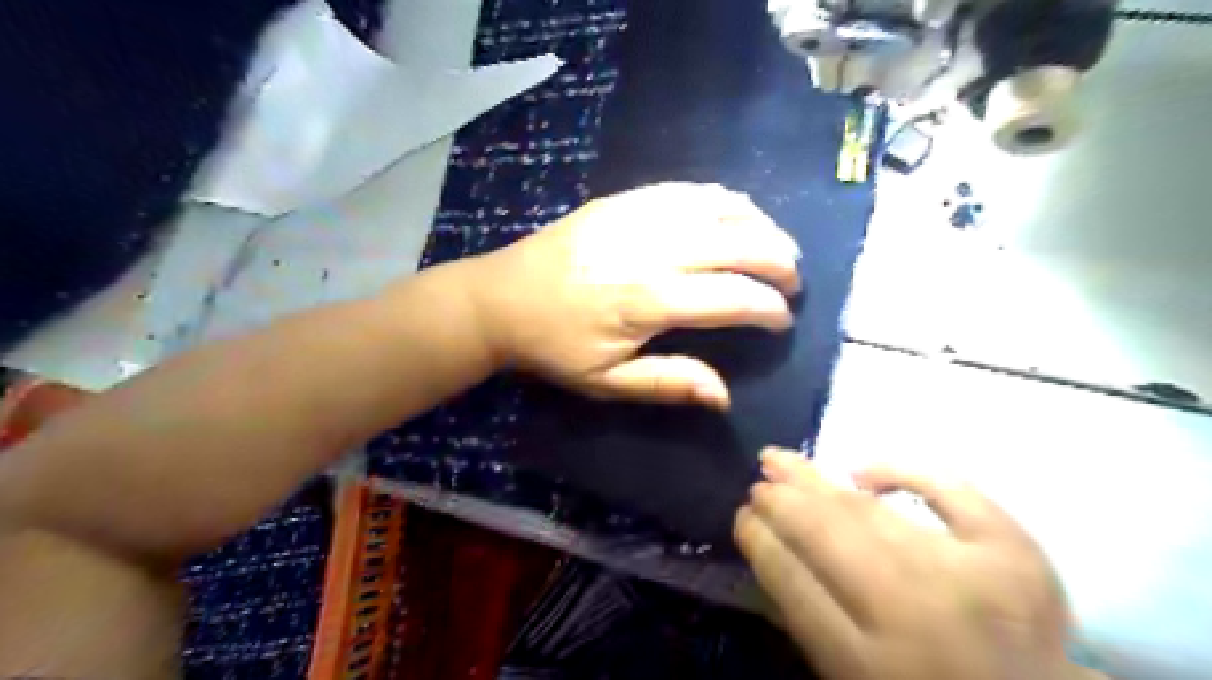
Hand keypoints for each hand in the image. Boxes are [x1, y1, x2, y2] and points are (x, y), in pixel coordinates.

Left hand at [472, 181, 802, 408]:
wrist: (499, 299)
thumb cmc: (553, 347)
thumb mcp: (606, 382)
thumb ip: (668, 384)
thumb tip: (724, 396)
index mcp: (647, 301)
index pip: (730, 297)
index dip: (767, 308)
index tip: (782, 320)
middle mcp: (649, 250)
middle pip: (735, 243)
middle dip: (777, 260)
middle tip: (793, 279)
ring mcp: (635, 217)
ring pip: (717, 210)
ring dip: (759, 225)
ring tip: (779, 244)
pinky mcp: (621, 201)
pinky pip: (684, 190)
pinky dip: (721, 199)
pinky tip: (739, 210)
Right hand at [727, 450, 1099, 679]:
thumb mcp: (852, 678)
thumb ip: (808, 623)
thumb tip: (767, 550)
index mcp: (869, 666)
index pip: (792, 582)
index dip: (759, 540)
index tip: (742, 516)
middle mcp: (916, 615)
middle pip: (825, 537)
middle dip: (780, 503)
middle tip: (757, 484)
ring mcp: (972, 577)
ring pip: (870, 512)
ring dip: (816, 480)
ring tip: (781, 460)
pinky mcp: (1016, 553)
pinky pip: (946, 490)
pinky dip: (900, 470)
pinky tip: (861, 469)